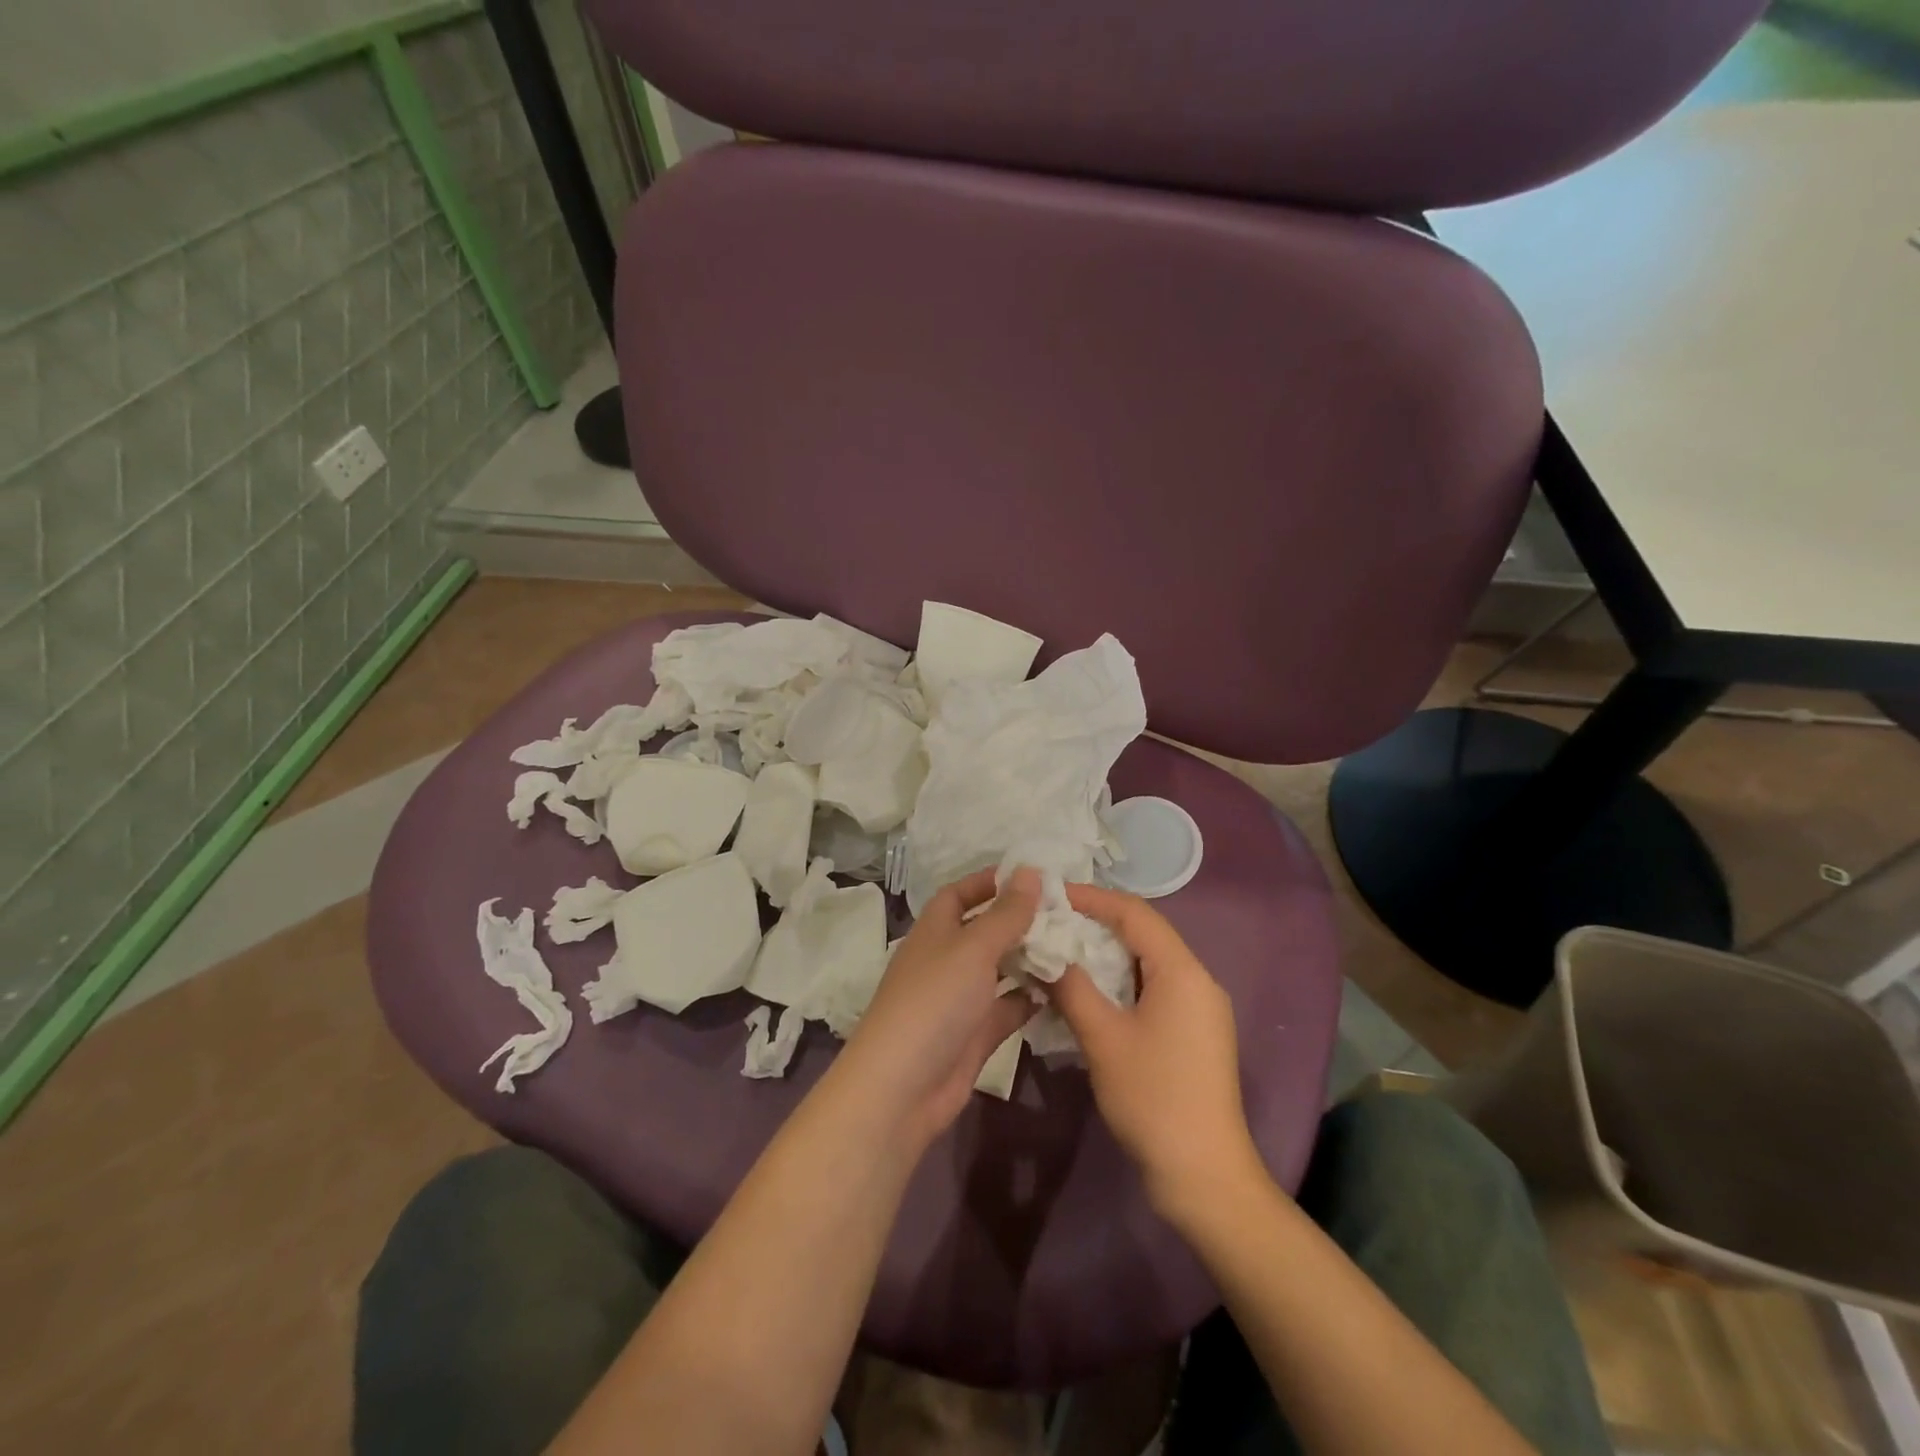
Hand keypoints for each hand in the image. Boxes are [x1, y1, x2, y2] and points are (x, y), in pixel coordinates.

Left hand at [835, 868, 1039, 1148]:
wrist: (902, 1088)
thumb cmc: (935, 1001)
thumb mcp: (973, 948)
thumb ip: (1006, 913)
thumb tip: (1030, 871)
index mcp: (935, 931)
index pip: (960, 894)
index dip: (989, 882)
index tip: (1031, 876)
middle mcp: (946, 960)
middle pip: (985, 931)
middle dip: (1020, 921)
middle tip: (1067, 913)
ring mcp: (960, 999)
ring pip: (1000, 970)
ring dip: (1030, 958)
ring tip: (1074, 945)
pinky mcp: (975, 1035)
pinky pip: (1008, 1008)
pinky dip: (1031, 998)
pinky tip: (1065, 988)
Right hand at [1048, 883, 1263, 1219]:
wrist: (1204, 1174)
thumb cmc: (1153, 1097)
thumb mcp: (1103, 1038)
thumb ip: (1071, 988)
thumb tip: (1044, 954)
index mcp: (1182, 971)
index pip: (1135, 913)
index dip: (1093, 898)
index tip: (1052, 894)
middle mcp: (1197, 980)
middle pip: (1144, 933)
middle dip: (1097, 923)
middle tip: (1051, 921)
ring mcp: (1199, 1008)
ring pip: (1147, 962)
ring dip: (1106, 953)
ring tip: (1062, 950)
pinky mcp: (1194, 1033)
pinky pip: (1153, 988)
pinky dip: (1120, 981)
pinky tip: (1089, 991)